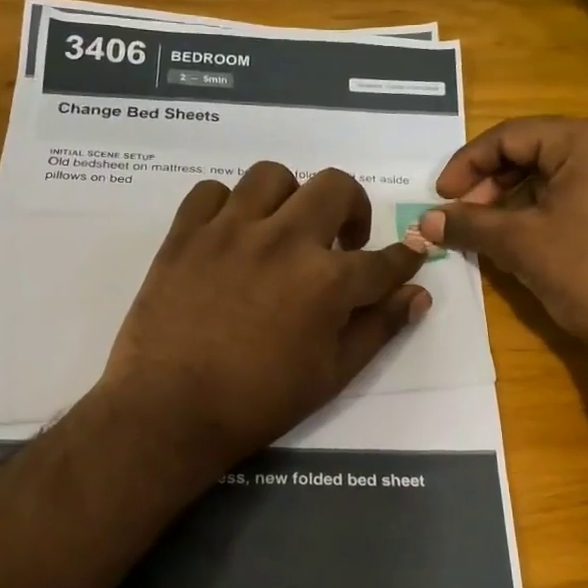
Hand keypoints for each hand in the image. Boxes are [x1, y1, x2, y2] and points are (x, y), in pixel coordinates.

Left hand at [101, 163, 429, 468]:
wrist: (169, 411)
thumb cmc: (258, 402)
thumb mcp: (332, 374)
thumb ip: (378, 329)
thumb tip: (417, 296)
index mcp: (327, 281)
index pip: (382, 260)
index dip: (404, 259)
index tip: (408, 255)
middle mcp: (284, 240)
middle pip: (336, 188)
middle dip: (354, 209)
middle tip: (342, 241)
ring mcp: (230, 231)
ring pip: (273, 177)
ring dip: (290, 199)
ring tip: (283, 231)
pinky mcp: (185, 234)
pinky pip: (211, 192)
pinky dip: (227, 206)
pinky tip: (230, 235)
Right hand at [419, 117, 587, 351]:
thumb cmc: (587, 272)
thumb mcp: (519, 244)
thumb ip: (469, 224)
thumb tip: (426, 220)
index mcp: (586, 141)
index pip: (510, 136)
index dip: (467, 164)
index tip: (441, 197)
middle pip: (532, 150)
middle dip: (489, 182)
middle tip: (463, 216)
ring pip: (552, 175)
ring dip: (511, 198)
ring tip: (487, 230)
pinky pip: (574, 195)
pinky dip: (539, 211)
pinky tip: (521, 240)